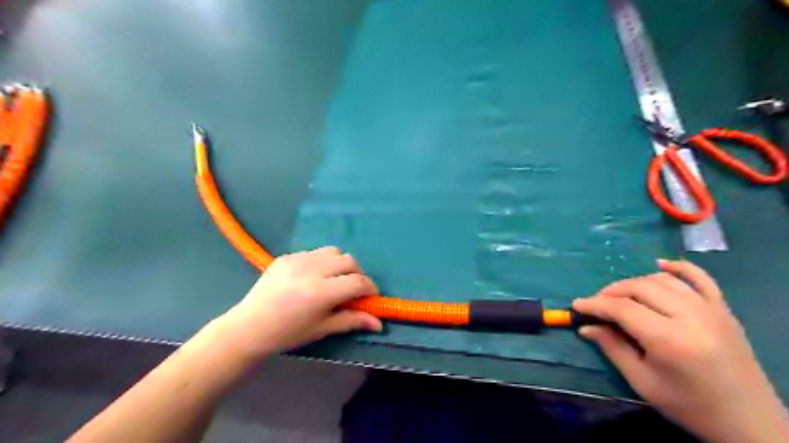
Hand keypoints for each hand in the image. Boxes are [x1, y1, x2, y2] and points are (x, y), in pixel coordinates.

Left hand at [209, 247, 381, 363]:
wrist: (248, 327)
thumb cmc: (287, 334)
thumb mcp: (322, 329)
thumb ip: (352, 321)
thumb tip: (379, 323)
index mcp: (320, 292)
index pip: (358, 282)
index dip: (370, 288)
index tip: (370, 296)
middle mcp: (311, 270)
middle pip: (349, 261)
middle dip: (357, 274)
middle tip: (352, 289)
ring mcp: (297, 260)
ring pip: (333, 251)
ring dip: (341, 264)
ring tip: (334, 280)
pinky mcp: (286, 256)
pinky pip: (315, 252)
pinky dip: (322, 262)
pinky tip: (313, 277)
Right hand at [575, 260, 788, 441]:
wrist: (749, 422)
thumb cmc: (689, 406)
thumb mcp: (642, 382)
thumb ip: (612, 347)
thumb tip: (586, 327)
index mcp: (670, 339)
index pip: (622, 308)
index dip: (595, 304)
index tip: (577, 306)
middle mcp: (691, 316)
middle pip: (639, 288)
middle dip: (611, 292)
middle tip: (596, 304)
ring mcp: (711, 309)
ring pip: (662, 280)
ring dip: (635, 283)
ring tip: (620, 296)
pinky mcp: (723, 309)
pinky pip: (699, 277)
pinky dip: (678, 268)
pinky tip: (659, 265)